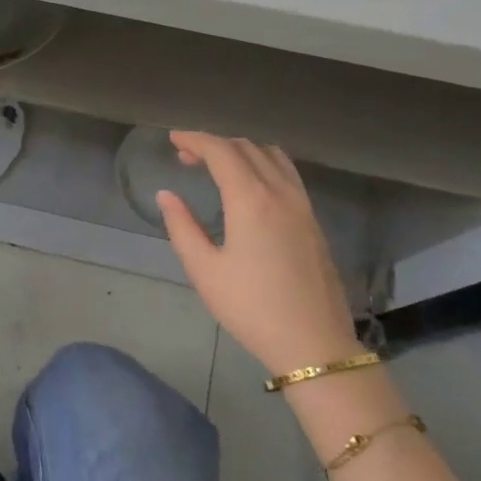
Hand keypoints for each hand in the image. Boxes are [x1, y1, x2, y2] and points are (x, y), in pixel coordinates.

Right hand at [157, 131, 360, 374]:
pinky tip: (250, 186)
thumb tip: (167, 196)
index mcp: (251, 200)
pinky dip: (263, 165)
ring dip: (242, 151)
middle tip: (187, 156)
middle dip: (215, 144)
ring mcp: (303, 205)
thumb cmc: (250, 308)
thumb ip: (182, 227)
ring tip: (218, 166)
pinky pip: (287, 174)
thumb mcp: (204, 270)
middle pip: (248, 148)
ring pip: (272, 157)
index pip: (222, 152)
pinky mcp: (313, 221)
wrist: (312, 341)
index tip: (173, 139)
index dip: (195, 140)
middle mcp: (281, 193)